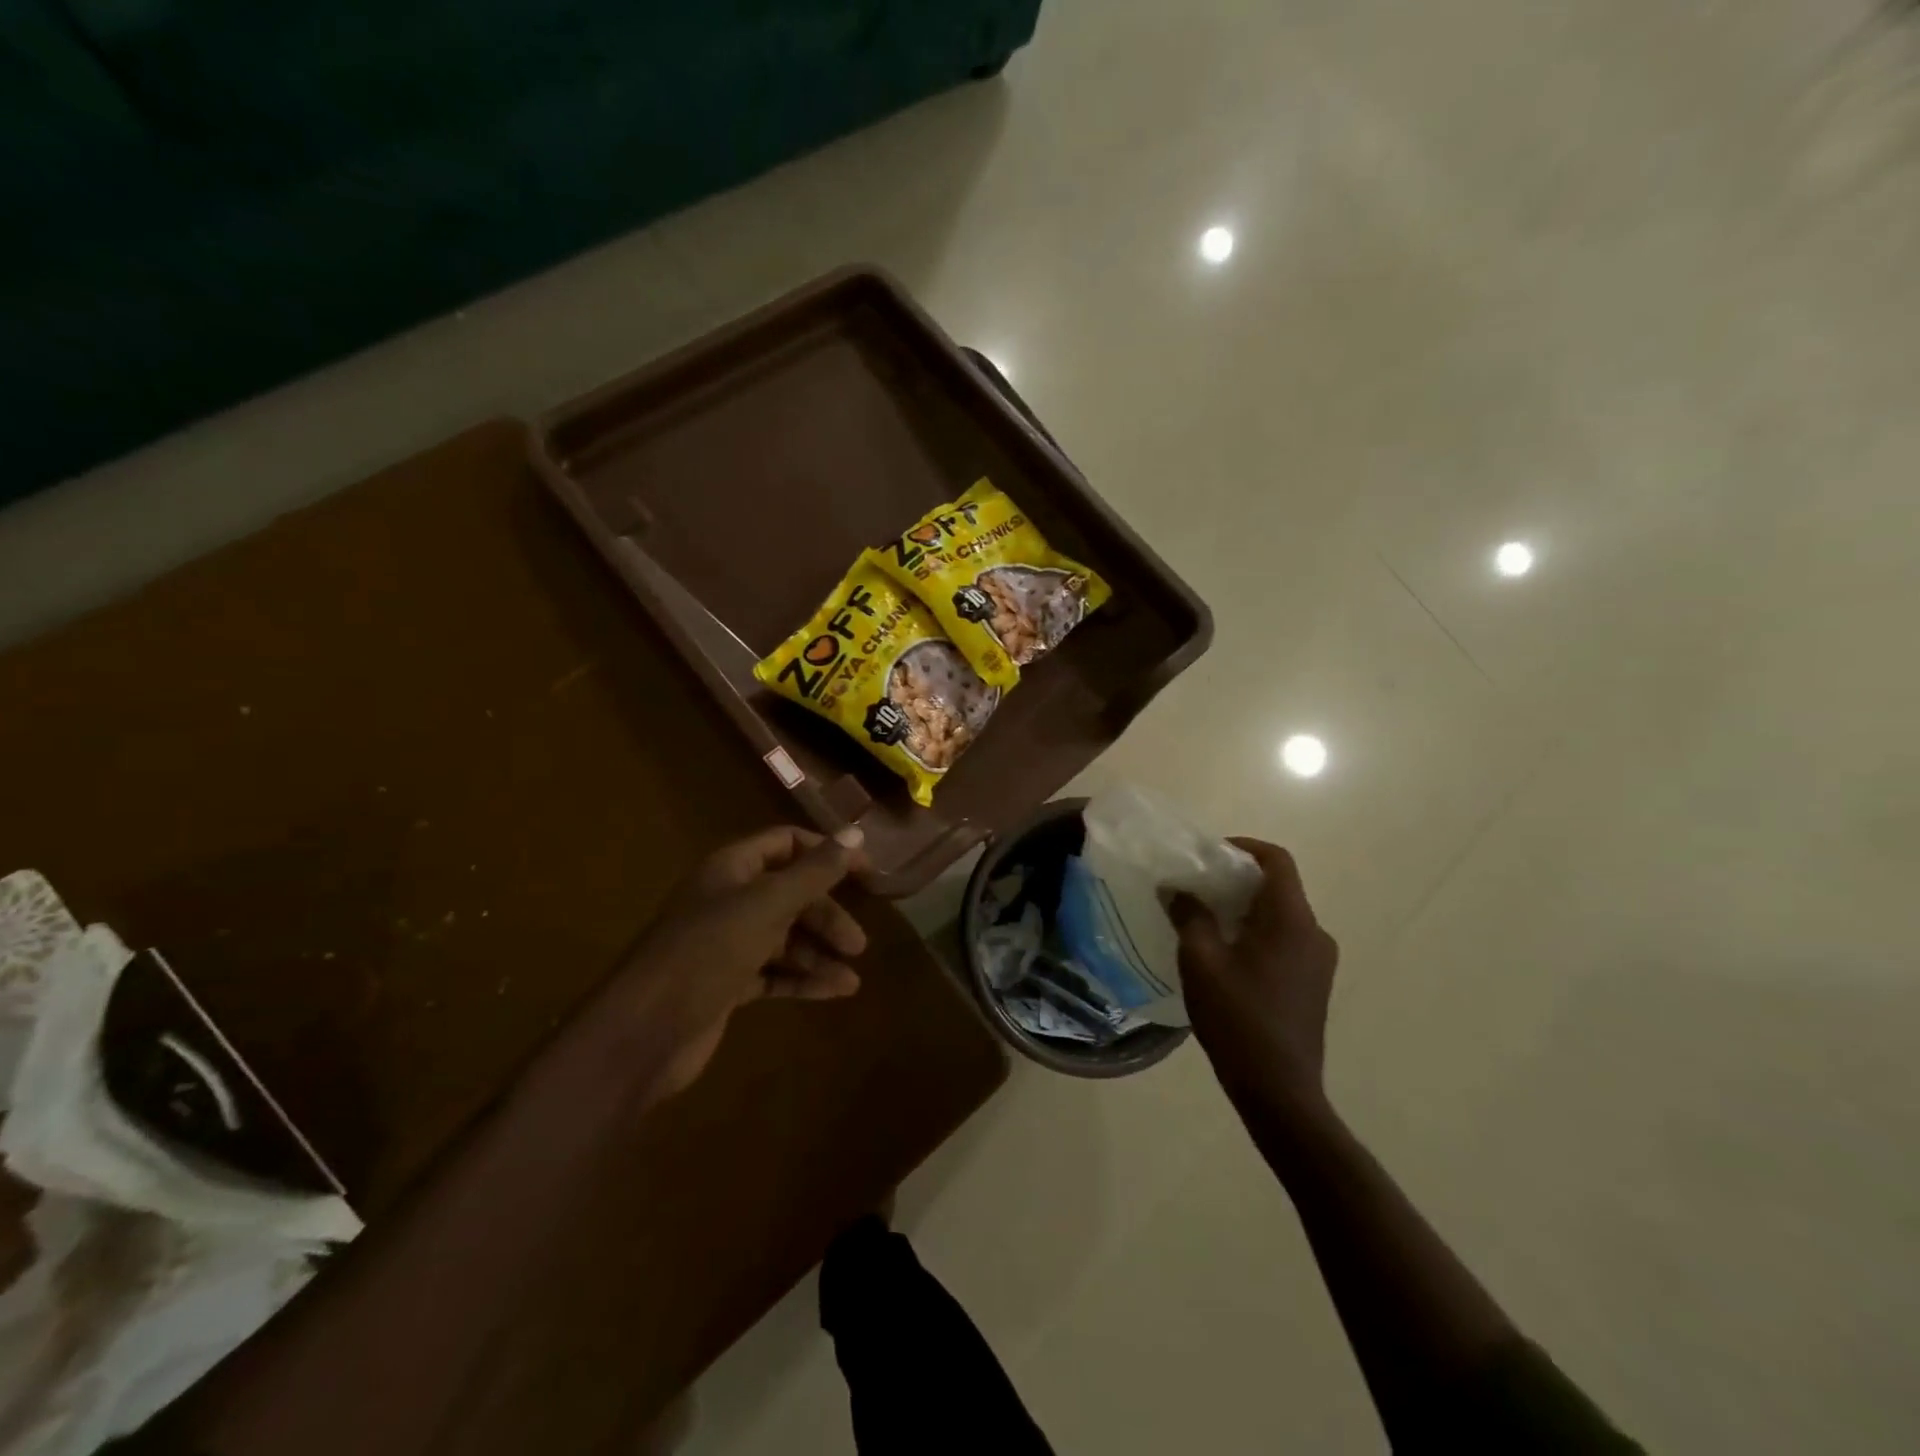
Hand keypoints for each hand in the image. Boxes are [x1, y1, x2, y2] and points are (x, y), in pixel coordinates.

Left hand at [614, 825, 867, 1094]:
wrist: (645, 1031)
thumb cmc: (708, 951)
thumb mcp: (767, 904)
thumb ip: (814, 871)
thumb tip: (856, 832)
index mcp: (731, 868)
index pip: (786, 844)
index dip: (826, 853)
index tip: (866, 873)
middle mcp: (729, 900)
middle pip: (790, 894)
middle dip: (825, 915)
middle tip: (857, 943)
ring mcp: (726, 944)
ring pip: (784, 938)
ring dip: (818, 953)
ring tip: (852, 977)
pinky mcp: (727, 984)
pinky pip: (774, 973)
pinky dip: (803, 980)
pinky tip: (835, 992)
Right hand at [1170, 839, 1338, 1119]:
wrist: (1279, 1090)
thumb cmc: (1238, 1018)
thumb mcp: (1201, 962)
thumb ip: (1189, 916)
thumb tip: (1176, 888)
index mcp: (1291, 920)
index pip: (1276, 860)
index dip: (1243, 847)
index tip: (1208, 854)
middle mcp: (1314, 933)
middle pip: (1278, 887)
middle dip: (1236, 880)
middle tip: (1196, 887)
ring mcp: (1319, 961)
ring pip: (1280, 916)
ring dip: (1244, 909)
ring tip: (1204, 921)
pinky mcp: (1314, 984)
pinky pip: (1284, 940)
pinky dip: (1255, 933)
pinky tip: (1225, 955)